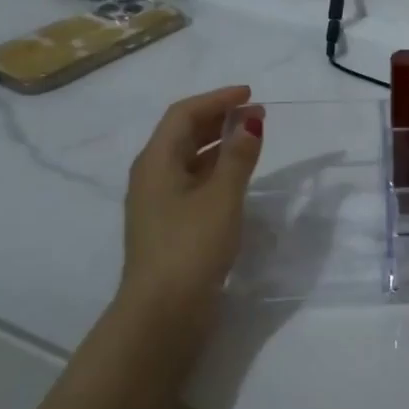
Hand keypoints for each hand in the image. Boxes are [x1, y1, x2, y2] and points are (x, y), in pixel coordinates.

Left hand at [118, 86, 263, 324]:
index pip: (184, 114)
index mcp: (156, 161)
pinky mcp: (168, 226)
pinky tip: (236, 178)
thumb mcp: (222, 196)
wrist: (162, 313)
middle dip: (219, 119)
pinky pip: (192, 182)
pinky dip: (215, 170)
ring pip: (188, 159)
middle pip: (183, 134)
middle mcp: (151, 176)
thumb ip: (238, 156)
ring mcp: (157, 203)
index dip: (217, 99)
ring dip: (218, 144)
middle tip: (256, 115)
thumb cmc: (191, 246)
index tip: (250, 94)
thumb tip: (249, 121)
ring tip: (251, 140)